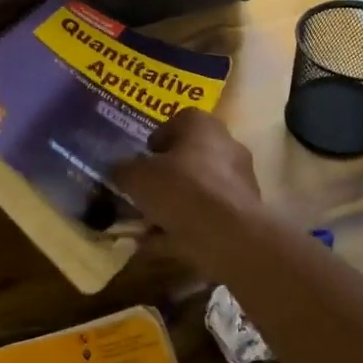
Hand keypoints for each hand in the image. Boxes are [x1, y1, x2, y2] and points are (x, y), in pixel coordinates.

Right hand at [114, 108, 261, 228]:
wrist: (231, 236)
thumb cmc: (182, 190)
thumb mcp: (137, 178)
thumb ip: (123, 171)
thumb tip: (118, 170)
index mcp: (202, 126)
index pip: (178, 120)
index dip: (157, 138)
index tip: (141, 158)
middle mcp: (226, 146)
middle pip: (190, 156)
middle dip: (166, 174)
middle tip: (143, 191)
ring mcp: (239, 180)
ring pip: (199, 188)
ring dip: (176, 203)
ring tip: (149, 223)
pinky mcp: (244, 212)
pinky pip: (208, 215)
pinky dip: (188, 226)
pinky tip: (166, 242)